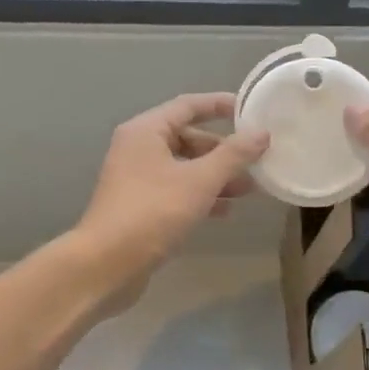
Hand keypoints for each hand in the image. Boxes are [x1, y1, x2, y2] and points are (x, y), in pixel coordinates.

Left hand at [74, 93, 269, 291]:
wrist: (106, 264)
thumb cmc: (153, 212)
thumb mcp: (200, 181)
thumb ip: (233, 155)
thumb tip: (262, 133)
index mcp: (146, 131)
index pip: (188, 106)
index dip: (219, 105)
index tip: (250, 111)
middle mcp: (137, 148)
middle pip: (187, 138)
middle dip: (223, 150)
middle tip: (255, 161)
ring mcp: (136, 179)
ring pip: (184, 167)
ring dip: (215, 175)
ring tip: (248, 190)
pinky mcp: (139, 206)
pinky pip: (176, 190)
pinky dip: (200, 195)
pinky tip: (224, 211)